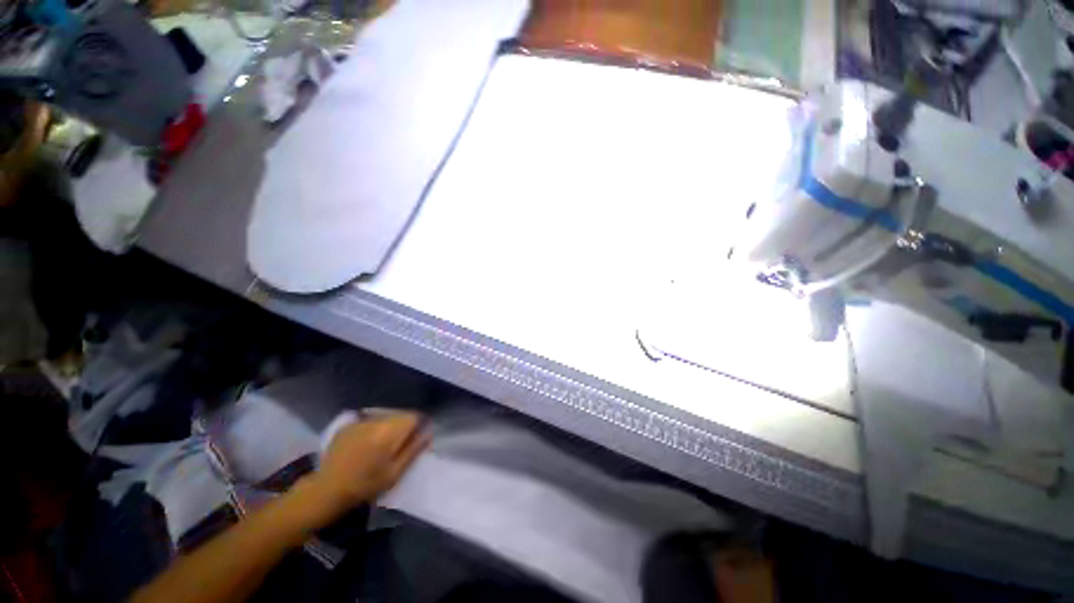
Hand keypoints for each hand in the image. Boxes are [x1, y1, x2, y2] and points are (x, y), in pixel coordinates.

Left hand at [307, 412, 428, 519]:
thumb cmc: (365, 485)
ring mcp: (360, 421)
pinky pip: (369, 421)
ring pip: (385, 417)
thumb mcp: (395, 472)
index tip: (416, 439)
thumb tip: (428, 432)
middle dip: (404, 426)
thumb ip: (414, 449)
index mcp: (390, 431)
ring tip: (382, 445)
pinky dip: (373, 429)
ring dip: (389, 426)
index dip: (419, 425)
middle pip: (399, 414)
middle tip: (400, 445)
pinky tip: (366, 444)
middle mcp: (376, 420)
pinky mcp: (348, 425)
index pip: (414, 416)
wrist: (326, 490)